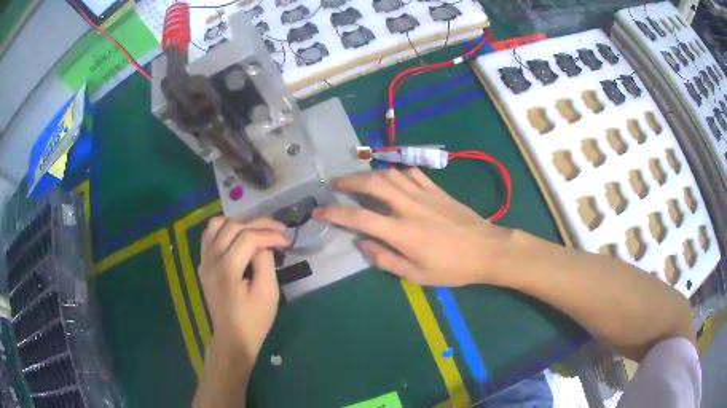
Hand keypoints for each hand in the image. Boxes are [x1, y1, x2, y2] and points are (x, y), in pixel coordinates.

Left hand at [199, 217, 288, 360]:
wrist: (232, 338)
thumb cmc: (254, 320)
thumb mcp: (268, 293)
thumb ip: (265, 262)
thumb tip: (265, 243)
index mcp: (227, 268)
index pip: (248, 237)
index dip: (270, 234)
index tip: (287, 240)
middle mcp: (211, 259)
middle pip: (233, 226)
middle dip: (258, 224)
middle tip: (278, 230)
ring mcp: (204, 261)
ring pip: (217, 225)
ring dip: (239, 222)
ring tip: (257, 229)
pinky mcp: (203, 264)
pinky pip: (209, 235)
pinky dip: (224, 229)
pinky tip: (237, 236)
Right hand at [313, 168, 513, 286]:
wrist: (487, 249)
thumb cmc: (452, 268)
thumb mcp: (417, 275)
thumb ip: (386, 260)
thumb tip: (362, 244)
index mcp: (401, 232)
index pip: (359, 217)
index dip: (335, 212)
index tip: (319, 210)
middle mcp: (408, 207)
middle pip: (372, 184)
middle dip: (348, 181)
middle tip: (334, 184)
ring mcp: (424, 194)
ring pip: (390, 173)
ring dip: (370, 173)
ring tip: (359, 179)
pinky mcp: (437, 189)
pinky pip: (412, 173)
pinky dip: (397, 172)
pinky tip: (394, 178)